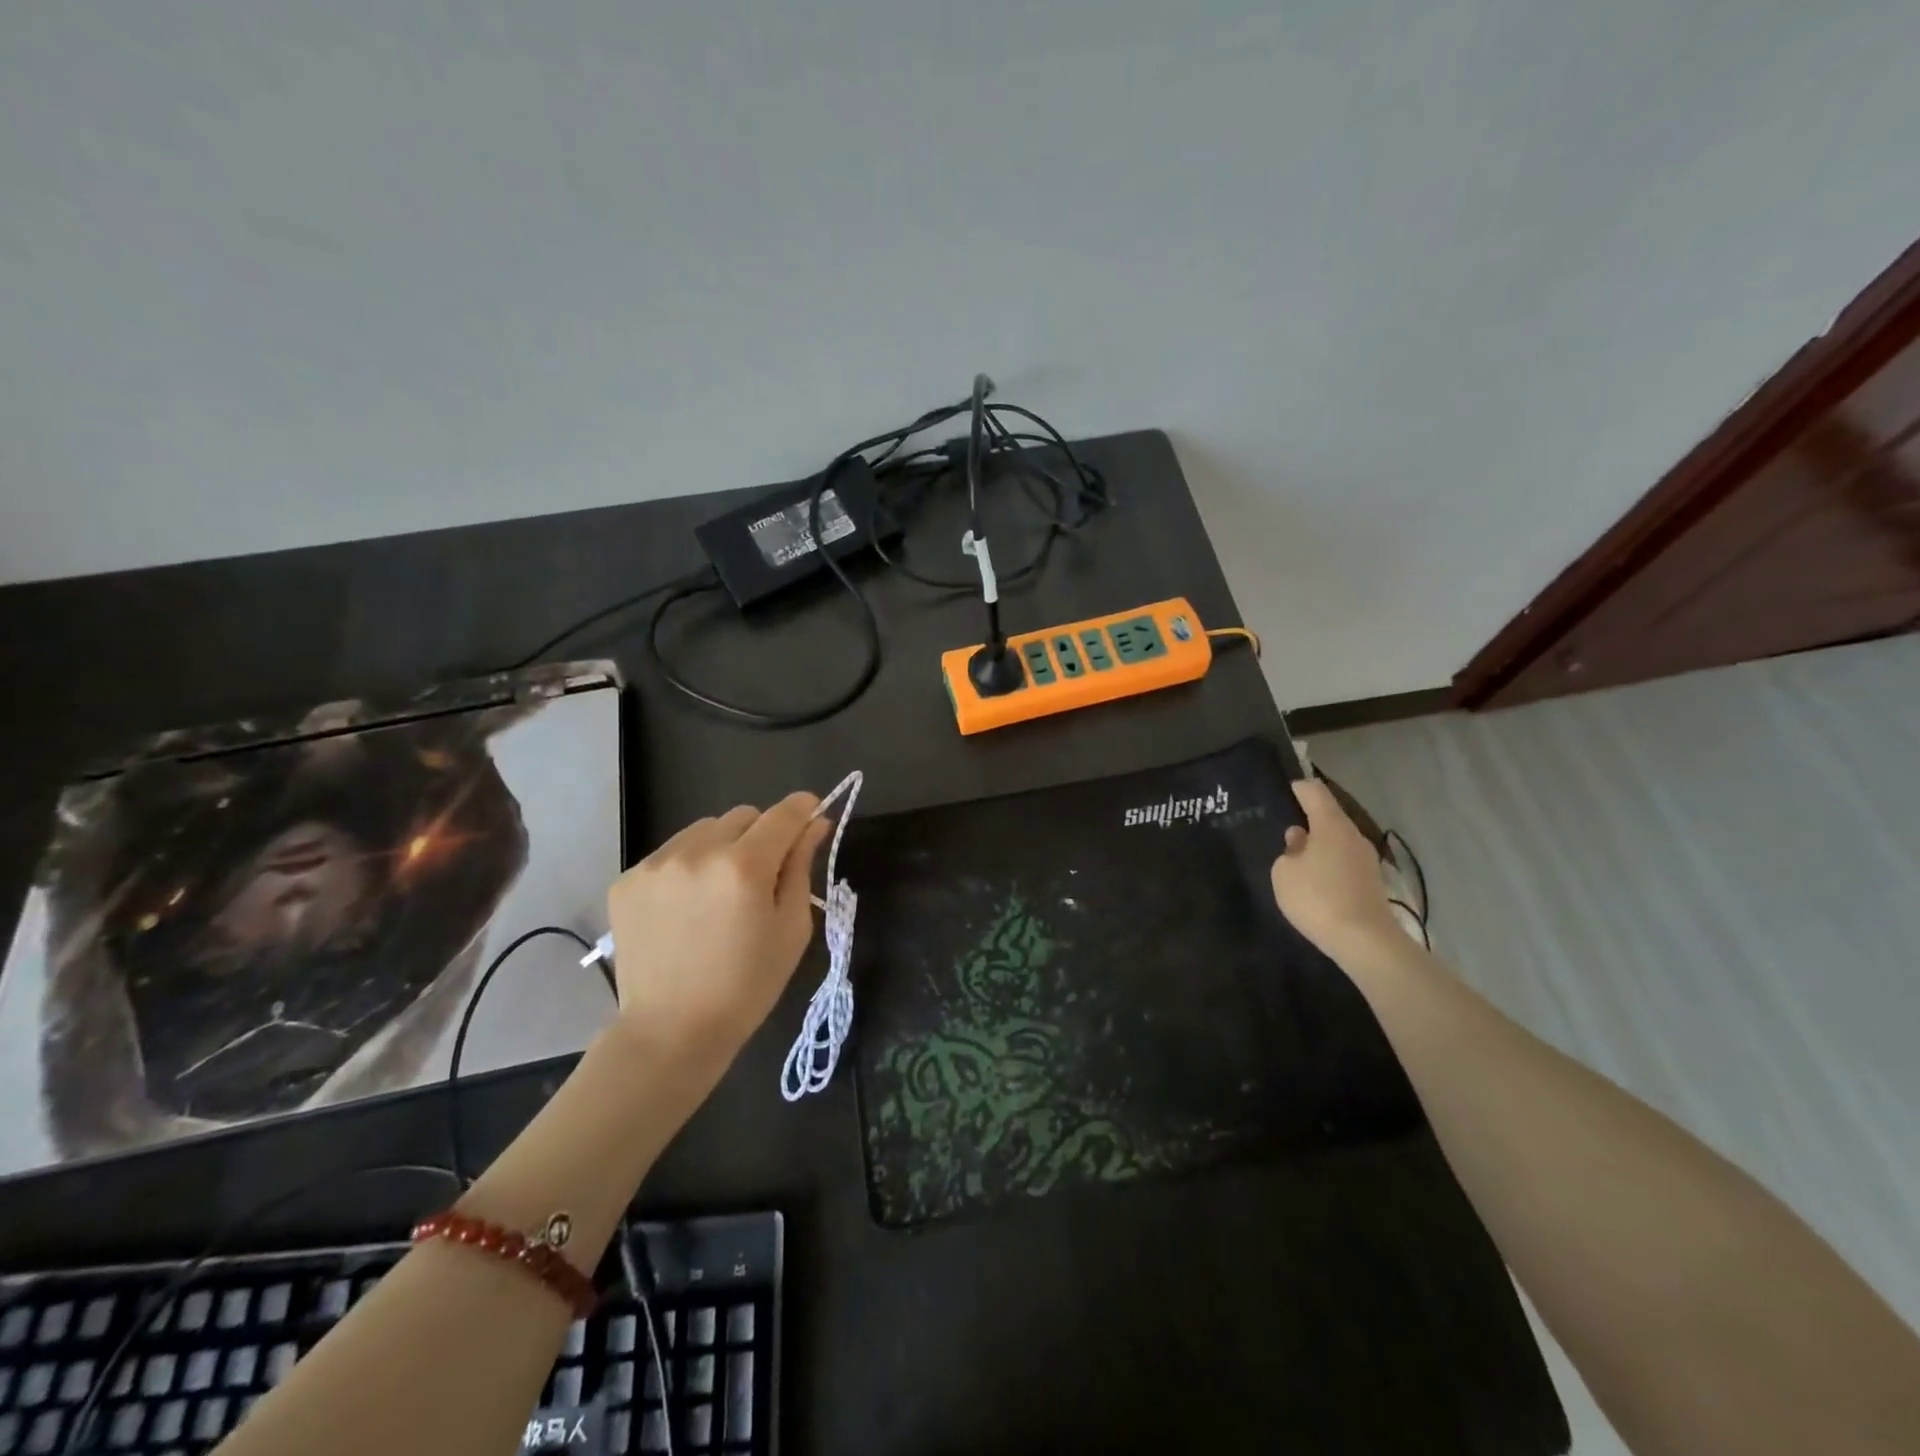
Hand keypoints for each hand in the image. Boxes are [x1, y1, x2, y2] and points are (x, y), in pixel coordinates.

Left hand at [607, 792, 831, 1059]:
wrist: (671, 1032)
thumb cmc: (747, 986)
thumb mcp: (791, 928)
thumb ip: (801, 867)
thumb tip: (814, 824)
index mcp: (744, 866)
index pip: (782, 814)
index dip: (803, 808)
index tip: (811, 812)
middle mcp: (697, 852)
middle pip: (743, 815)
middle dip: (761, 834)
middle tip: (763, 873)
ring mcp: (656, 864)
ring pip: (705, 829)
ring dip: (722, 846)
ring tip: (720, 891)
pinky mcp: (627, 880)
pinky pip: (671, 852)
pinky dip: (688, 866)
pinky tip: (687, 906)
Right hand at [1269, 777, 1404, 965]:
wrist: (1365, 941)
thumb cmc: (1317, 898)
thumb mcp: (1284, 873)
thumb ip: (1288, 851)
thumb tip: (1300, 839)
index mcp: (1331, 824)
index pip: (1314, 791)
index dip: (1296, 788)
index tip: (1281, 795)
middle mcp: (1353, 835)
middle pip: (1328, 817)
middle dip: (1307, 822)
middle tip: (1282, 834)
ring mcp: (1367, 859)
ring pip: (1337, 842)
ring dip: (1319, 847)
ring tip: (1297, 863)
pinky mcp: (1372, 882)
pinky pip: (1345, 863)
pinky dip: (1329, 866)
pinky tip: (1315, 885)